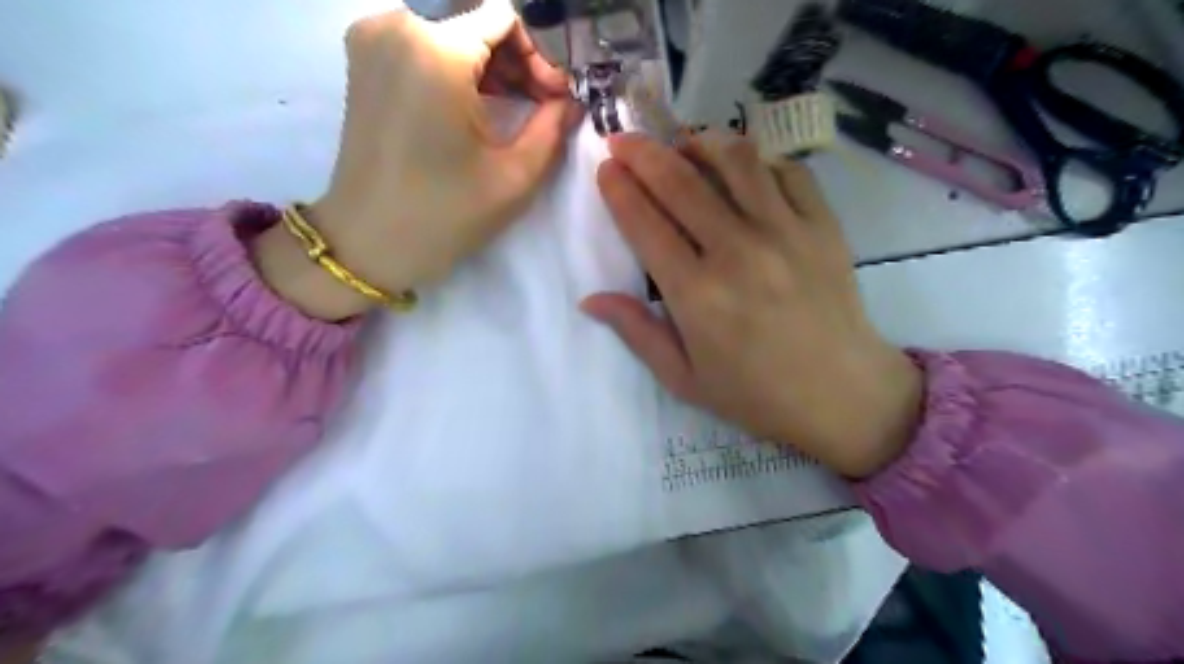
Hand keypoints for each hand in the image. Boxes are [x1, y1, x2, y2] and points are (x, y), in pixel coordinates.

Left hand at [254, 0, 581, 319]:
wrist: (369, 242)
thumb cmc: (444, 214)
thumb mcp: (514, 176)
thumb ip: (553, 127)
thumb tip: (572, 101)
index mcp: (435, 49)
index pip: (505, 17)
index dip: (540, 55)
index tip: (554, 99)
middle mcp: (397, 26)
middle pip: (478, 21)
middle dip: (518, 60)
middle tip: (542, 107)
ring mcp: (372, 39)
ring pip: (453, 30)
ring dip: (491, 65)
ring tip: (514, 110)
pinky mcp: (363, 59)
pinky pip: (425, 43)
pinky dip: (459, 67)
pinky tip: (477, 107)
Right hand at [581, 132, 924, 480]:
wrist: (842, 395)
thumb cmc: (755, 394)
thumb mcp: (684, 378)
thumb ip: (637, 332)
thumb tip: (590, 298)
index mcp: (697, 294)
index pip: (645, 224)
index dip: (619, 189)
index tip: (605, 169)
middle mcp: (737, 252)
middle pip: (680, 181)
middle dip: (642, 152)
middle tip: (624, 139)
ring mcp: (785, 232)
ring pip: (736, 160)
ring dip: (700, 141)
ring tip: (682, 144)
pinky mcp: (823, 226)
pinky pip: (787, 171)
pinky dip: (758, 160)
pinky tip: (742, 169)